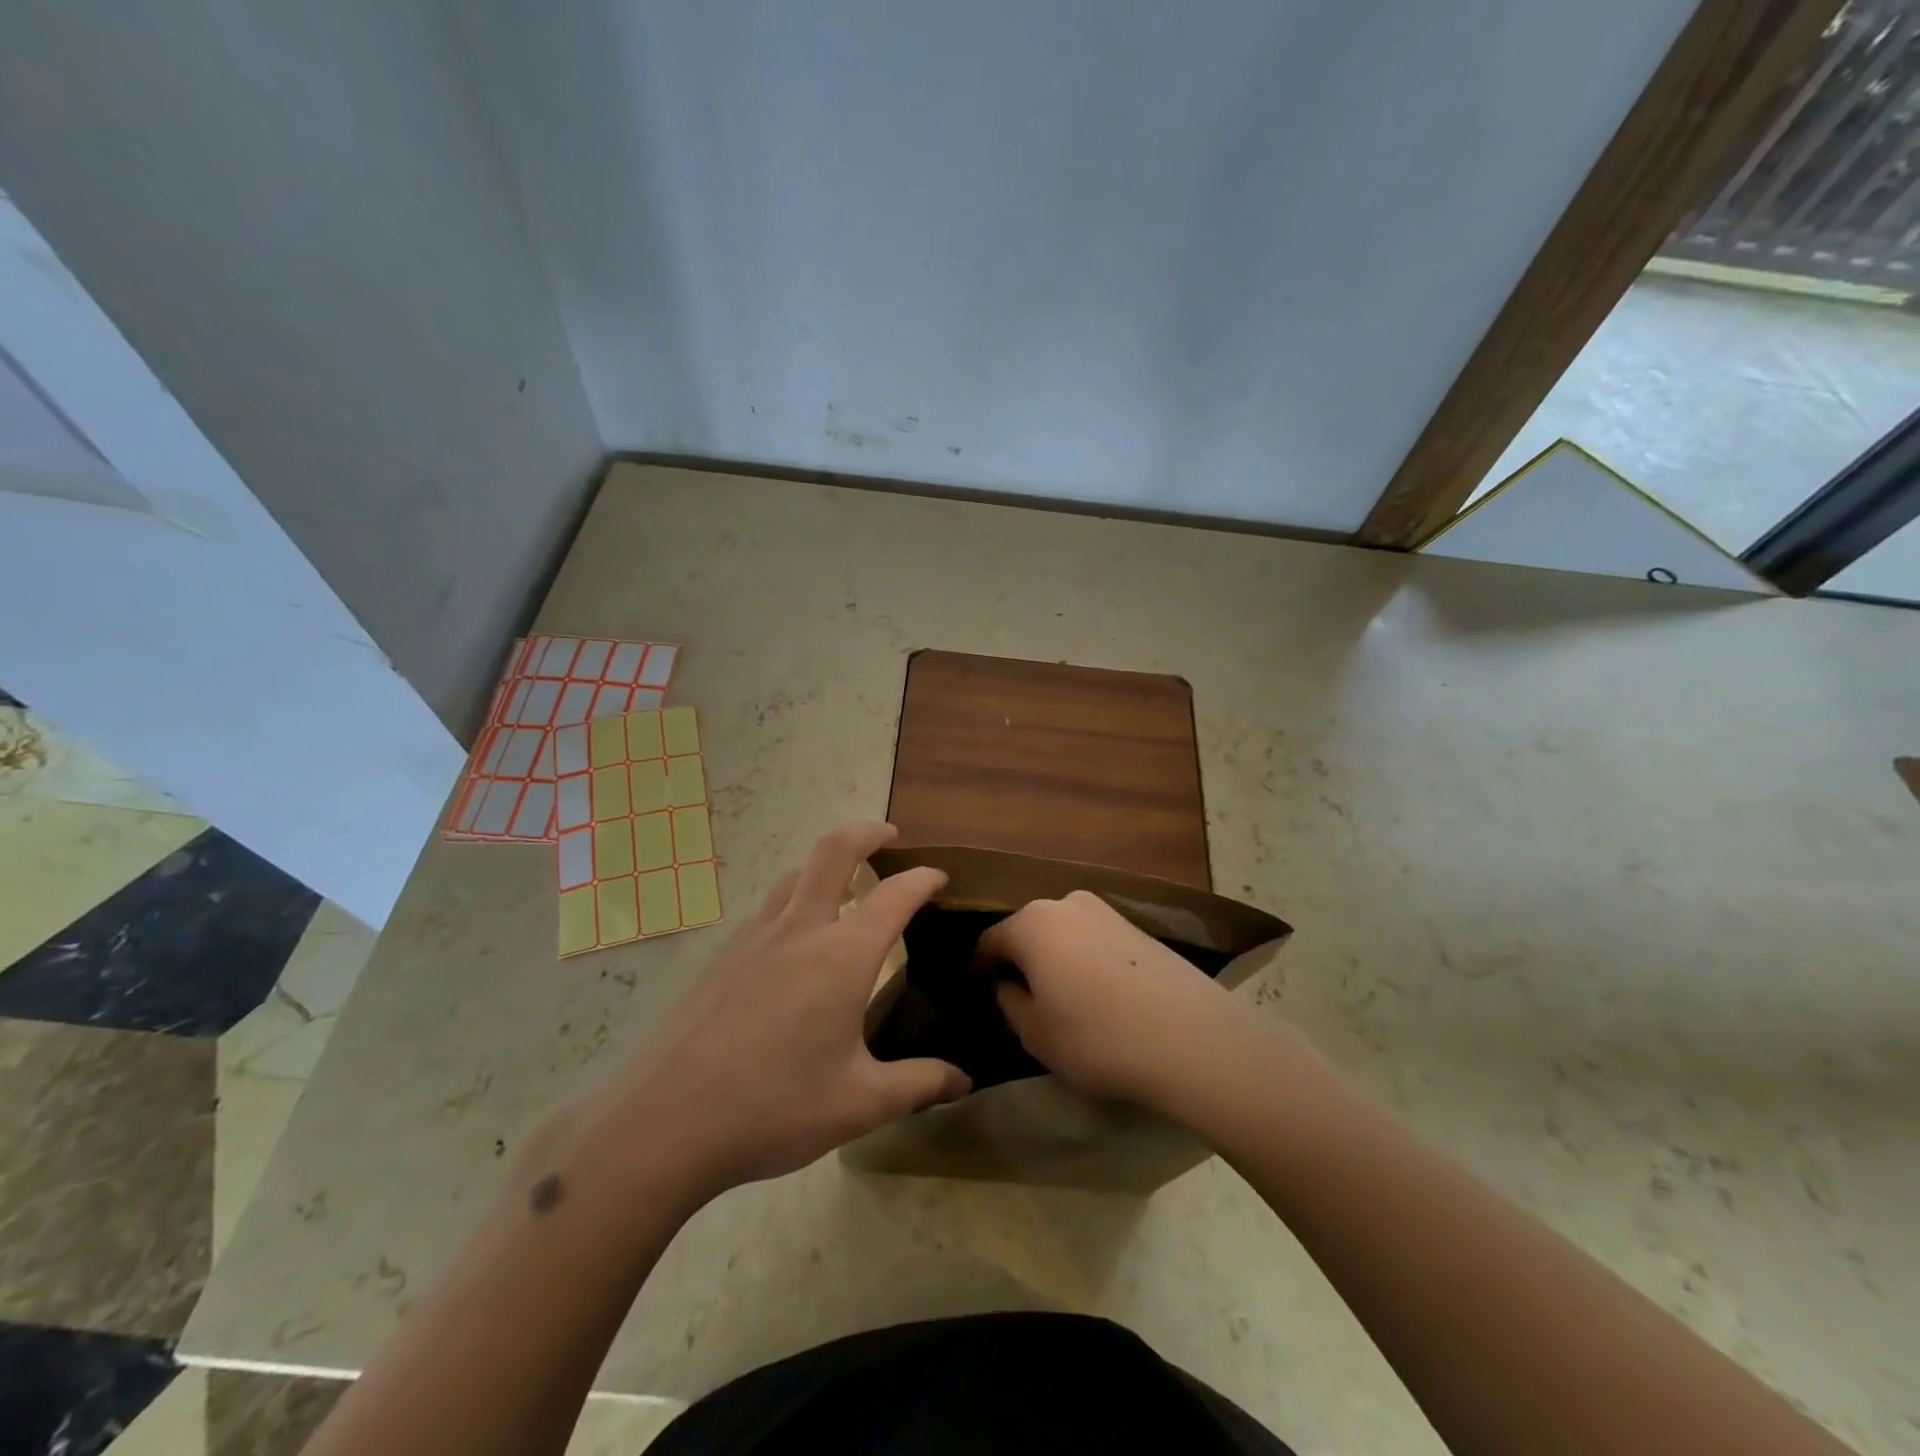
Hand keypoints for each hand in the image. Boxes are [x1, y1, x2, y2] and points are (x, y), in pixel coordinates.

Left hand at [565, 824, 969, 1206]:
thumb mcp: (859, 1104)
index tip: (939, 876)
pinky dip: (793, 900)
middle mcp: (799, 929)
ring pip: (794, 875)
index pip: (894, 895)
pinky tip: (792, 941)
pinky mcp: (722, 956)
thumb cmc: (774, 1108)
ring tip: (843, 885)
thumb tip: (963, 1081)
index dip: (922, 878)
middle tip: (889, 837)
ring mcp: (754, 938)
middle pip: (833, 851)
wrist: (664, 1122)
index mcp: (842, 955)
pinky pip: (767, 908)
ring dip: (825, 865)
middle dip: (867, 832)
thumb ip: (918, 1085)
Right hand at [977, 890, 1235, 1108]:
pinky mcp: (1138, 926)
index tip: (977, 993)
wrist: (1191, 1038)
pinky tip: (1099, 994)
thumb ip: (1010, 1003)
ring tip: (1061, 998)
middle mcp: (1065, 903)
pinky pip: (1095, 940)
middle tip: (1020, 998)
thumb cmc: (1097, 1038)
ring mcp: (1106, 910)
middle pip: (1029, 931)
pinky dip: (1086, 960)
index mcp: (1031, 923)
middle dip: (1020, 960)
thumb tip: (1007, 985)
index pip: (990, 941)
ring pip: (1064, 933)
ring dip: (1055, 959)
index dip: (979, 969)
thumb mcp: (1036, 1034)